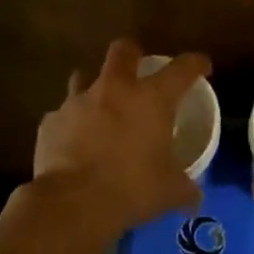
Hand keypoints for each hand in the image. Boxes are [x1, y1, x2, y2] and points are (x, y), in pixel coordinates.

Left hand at [31, 39, 210, 239]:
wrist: (73, 203)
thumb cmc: (132, 188)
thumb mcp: (169, 191)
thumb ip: (185, 189)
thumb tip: (195, 200)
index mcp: (151, 99)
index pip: (182, 68)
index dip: (195, 63)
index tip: (202, 67)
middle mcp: (114, 90)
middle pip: (123, 51)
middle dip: (132, 54)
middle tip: (138, 70)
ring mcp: (77, 102)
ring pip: (83, 77)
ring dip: (94, 87)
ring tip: (100, 107)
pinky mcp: (51, 122)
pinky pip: (62, 115)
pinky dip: (70, 124)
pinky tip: (73, 143)